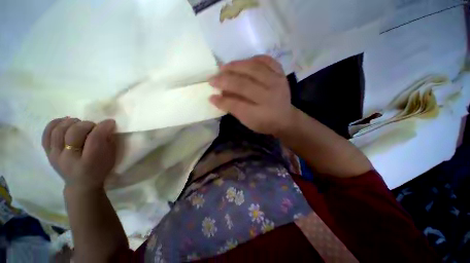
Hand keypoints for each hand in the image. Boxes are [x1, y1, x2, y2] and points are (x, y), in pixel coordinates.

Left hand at [42, 118, 116, 190]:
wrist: (81, 185)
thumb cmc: (99, 170)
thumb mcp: (110, 158)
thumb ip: (109, 142)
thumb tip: (105, 126)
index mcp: (89, 162)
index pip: (94, 138)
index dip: (102, 127)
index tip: (110, 122)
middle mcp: (69, 158)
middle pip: (74, 132)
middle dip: (87, 124)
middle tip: (94, 126)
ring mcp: (56, 156)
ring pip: (59, 131)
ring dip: (71, 123)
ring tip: (79, 123)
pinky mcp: (48, 153)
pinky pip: (46, 135)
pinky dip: (54, 124)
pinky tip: (63, 122)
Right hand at [209, 55, 293, 135]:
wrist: (286, 118)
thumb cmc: (265, 122)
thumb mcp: (248, 121)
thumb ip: (233, 109)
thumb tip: (216, 97)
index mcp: (261, 113)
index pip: (237, 105)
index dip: (222, 101)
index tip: (210, 96)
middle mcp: (270, 95)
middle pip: (244, 84)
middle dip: (225, 80)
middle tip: (213, 78)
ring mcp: (277, 82)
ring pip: (253, 68)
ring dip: (236, 66)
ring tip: (224, 67)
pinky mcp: (281, 74)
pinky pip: (267, 60)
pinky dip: (253, 59)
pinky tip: (244, 62)